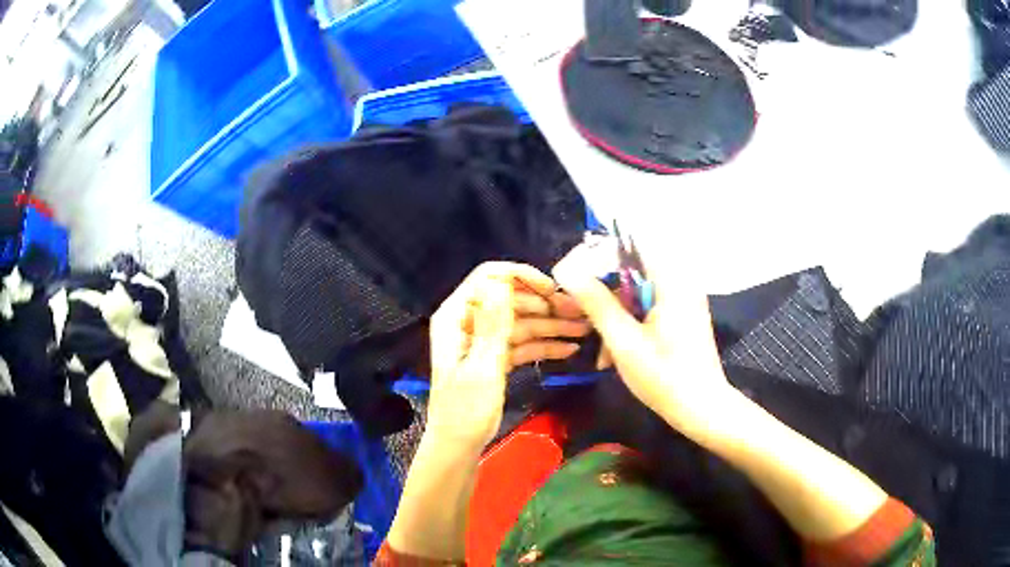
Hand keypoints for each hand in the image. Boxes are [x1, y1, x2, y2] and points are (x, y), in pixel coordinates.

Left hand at [427, 262, 589, 449]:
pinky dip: (543, 345)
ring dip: (550, 325)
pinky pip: (521, 343)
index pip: (488, 277)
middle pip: (510, 299)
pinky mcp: (494, 357)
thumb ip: (493, 324)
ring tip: (583, 330)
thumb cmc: (465, 410)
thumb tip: (502, 281)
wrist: (458, 446)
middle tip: (579, 314)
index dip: (521, 277)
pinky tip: (569, 349)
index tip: (552, 289)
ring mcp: (482, 340)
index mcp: (456, 316)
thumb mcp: (482, 367)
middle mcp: (468, 321)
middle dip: (544, 305)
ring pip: (520, 322)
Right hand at [553, 244, 734, 439]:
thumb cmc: (664, 377)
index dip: (598, 253)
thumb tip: (566, 269)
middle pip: (631, 268)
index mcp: (671, 281)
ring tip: (599, 350)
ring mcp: (681, 299)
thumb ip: (596, 302)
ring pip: (636, 291)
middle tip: (577, 314)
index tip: (572, 275)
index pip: (630, 244)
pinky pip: (646, 306)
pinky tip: (613, 354)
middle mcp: (679, 282)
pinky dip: (628, 324)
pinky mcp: (680, 315)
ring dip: (613, 314)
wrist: (701, 409)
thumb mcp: (624, 341)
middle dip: (602, 291)